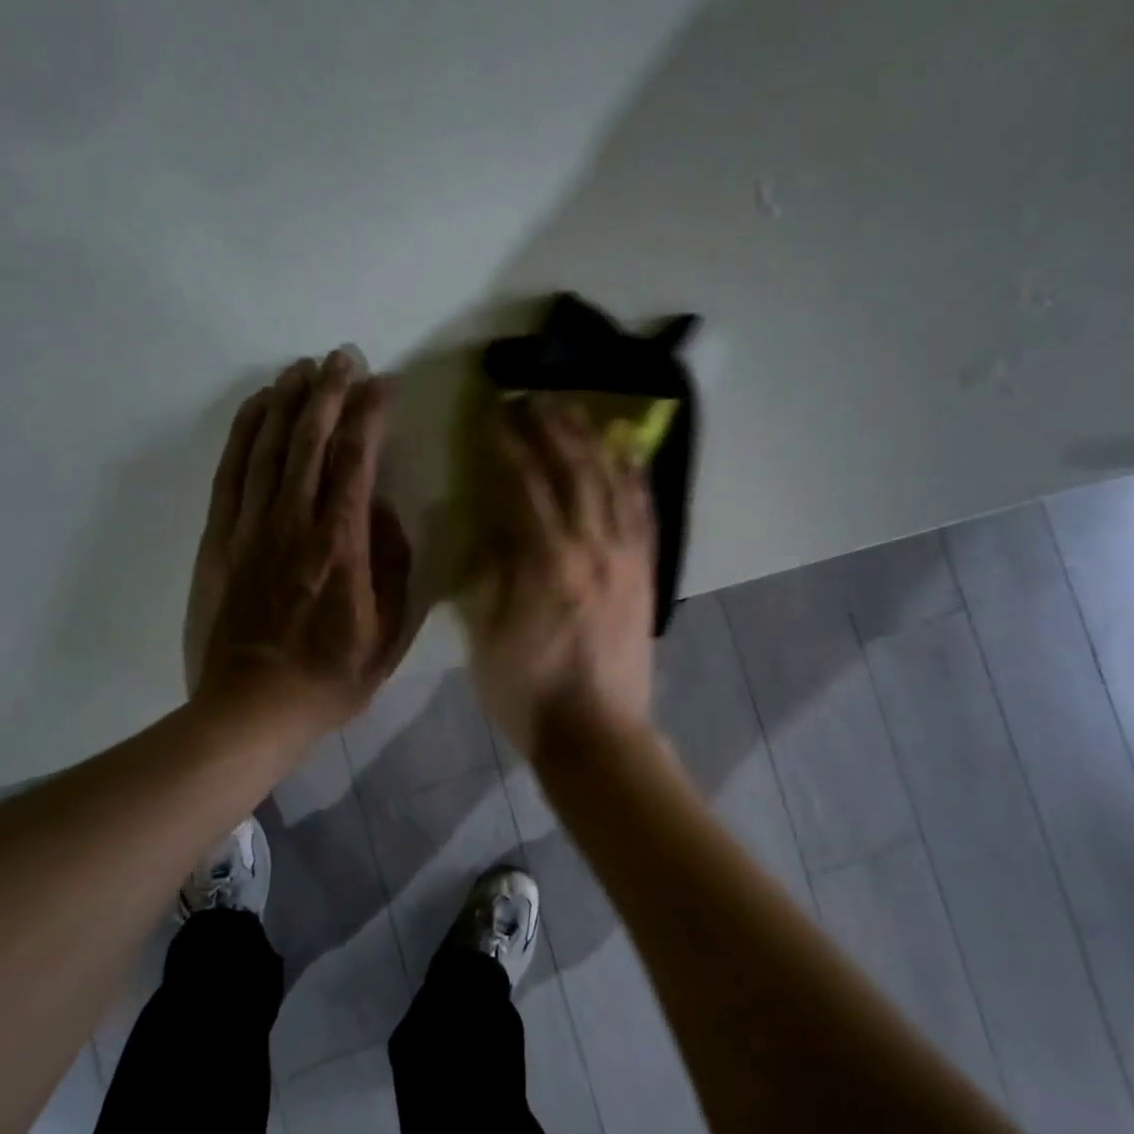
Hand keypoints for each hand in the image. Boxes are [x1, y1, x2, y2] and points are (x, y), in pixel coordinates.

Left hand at [184, 350, 413, 731]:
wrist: (251, 709)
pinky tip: (257, 407)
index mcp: (342, 546)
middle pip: (310, 440)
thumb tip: (388, 511)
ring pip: (268, 447)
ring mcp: (251, 528)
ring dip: (287, 401)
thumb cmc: (331, 677)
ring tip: (303, 367)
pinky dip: (244, 433)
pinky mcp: (219, 539)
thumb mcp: (391, 634)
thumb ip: (395, 565)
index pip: (357, 461)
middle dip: (330, 391)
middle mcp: (294, 524)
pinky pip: (231, 472)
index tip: (383, 383)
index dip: (370, 414)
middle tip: (343, 356)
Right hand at [459, 396, 655, 759]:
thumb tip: (494, 527)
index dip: (508, 444)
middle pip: (574, 469)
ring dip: (592, 440)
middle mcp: (593, 546)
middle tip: (532, 398)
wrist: (596, 734)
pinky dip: (636, 477)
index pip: (525, 483)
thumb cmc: (528, 692)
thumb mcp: (486, 636)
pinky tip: (628, 453)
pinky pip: (645, 513)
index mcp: (547, 561)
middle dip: (551, 427)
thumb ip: (489, 574)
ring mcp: (627, 558)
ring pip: (614, 481)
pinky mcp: (647, 573)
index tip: (494, 415)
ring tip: (576, 410)